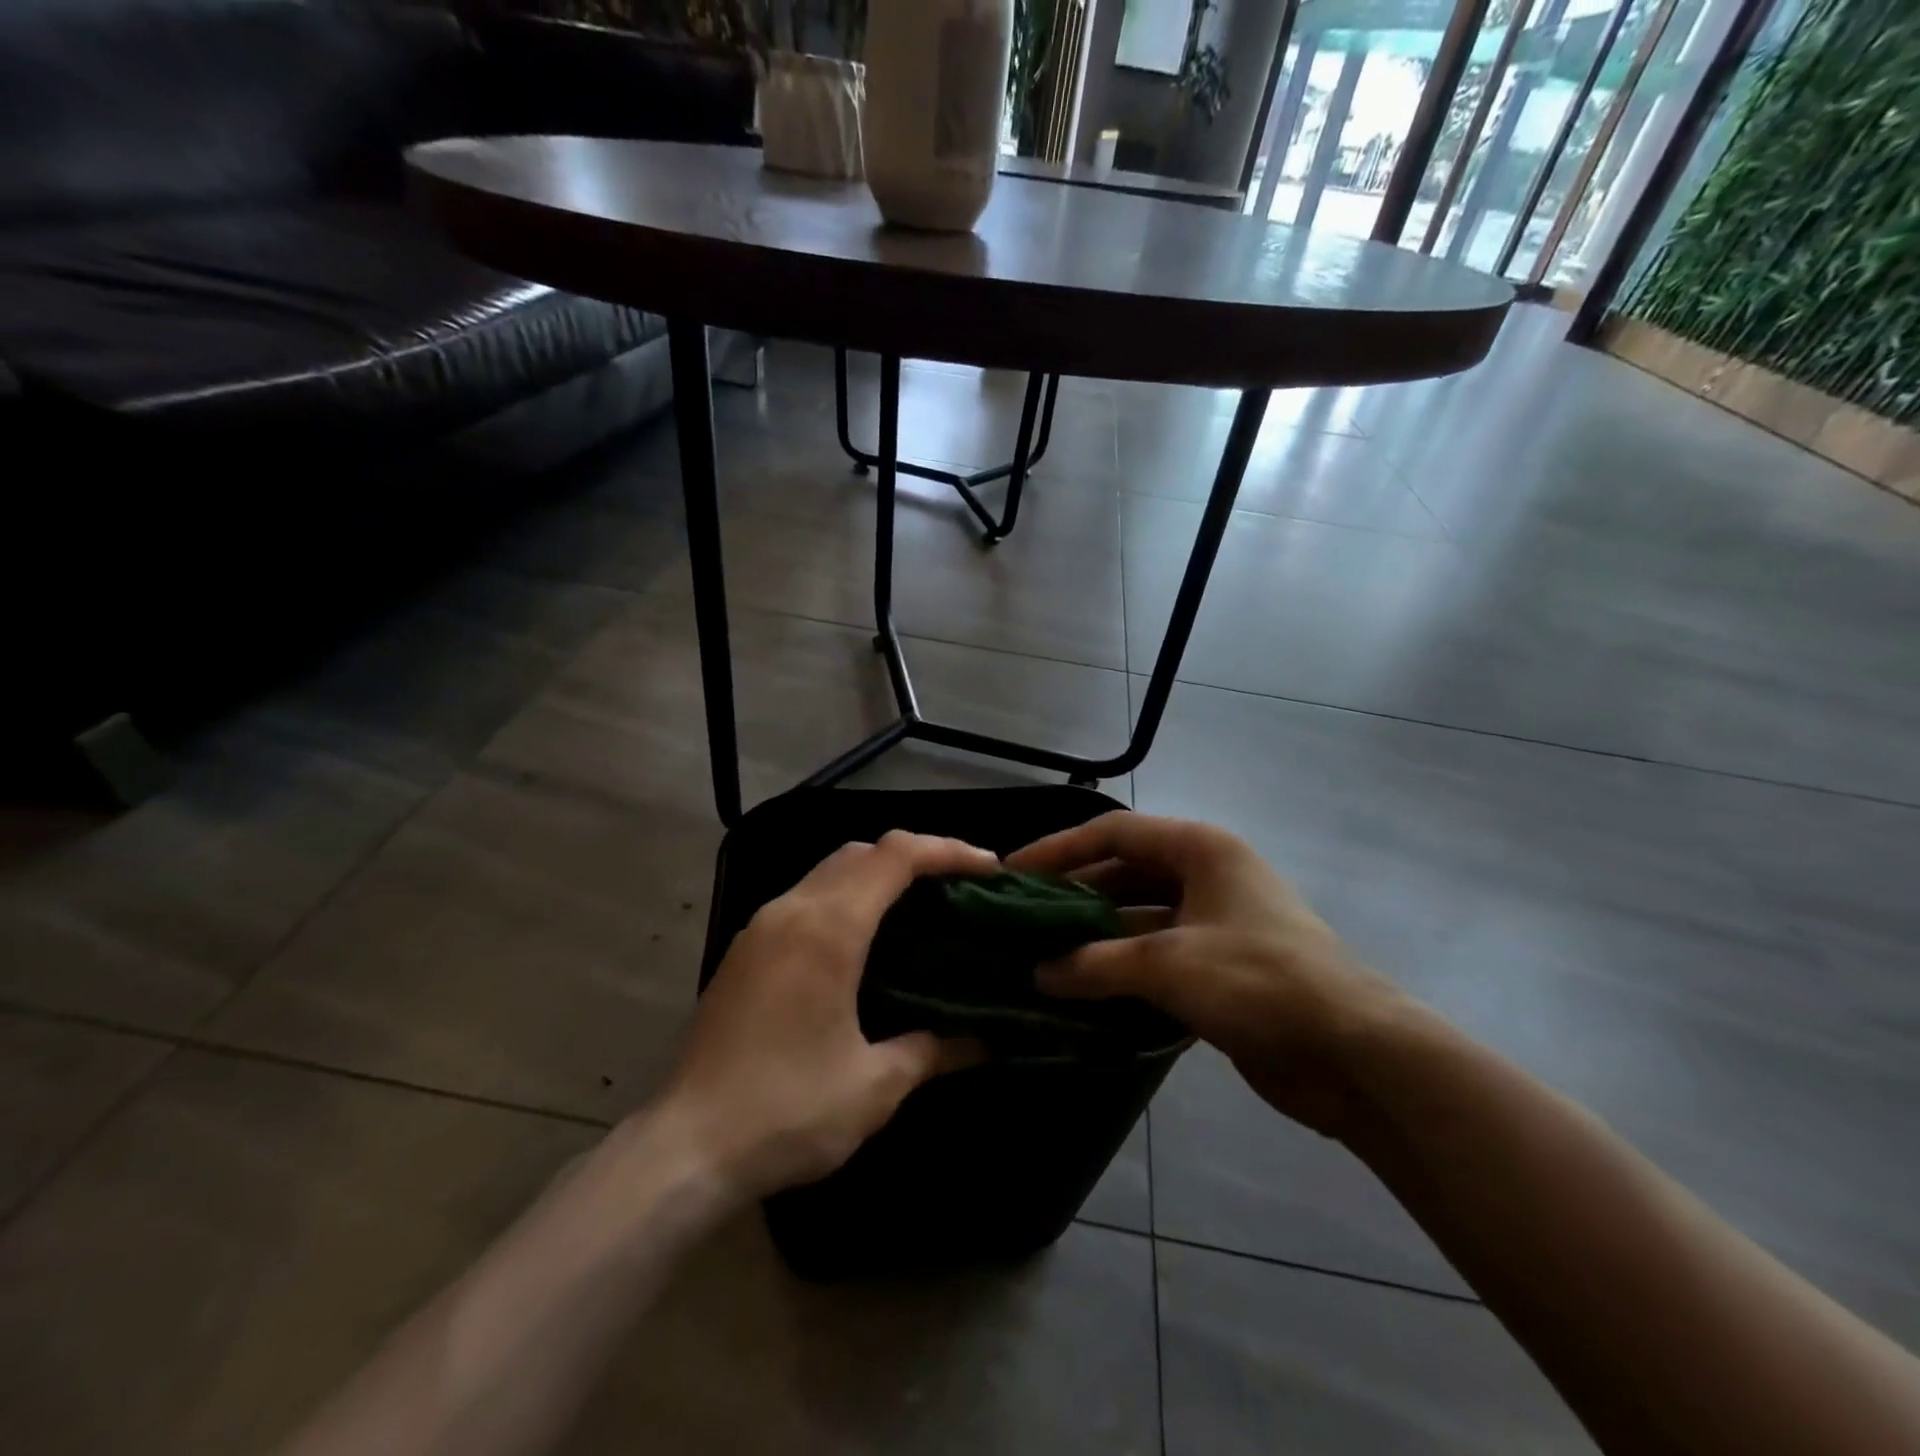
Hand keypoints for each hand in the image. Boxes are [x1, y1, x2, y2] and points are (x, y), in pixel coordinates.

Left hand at [659, 830, 998, 1201]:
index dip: (947, 850)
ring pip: (828, 870)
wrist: (685, 1149)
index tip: (988, 870)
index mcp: (828, 929)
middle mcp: (791, 910)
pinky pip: (805, 897)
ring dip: (876, 874)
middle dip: (915, 857)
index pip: (895, 856)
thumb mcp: (874, 1086)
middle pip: (861, 851)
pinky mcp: (744, 950)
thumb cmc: (787, 1112)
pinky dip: (845, 897)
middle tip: (958, 888)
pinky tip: (864, 940)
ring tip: (919, 908)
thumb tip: (982, 1042)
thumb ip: (933, 1050)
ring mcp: (761, 927)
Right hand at [1008, 812, 1412, 1141]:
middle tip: (1022, 919)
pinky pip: (1155, 955)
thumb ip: (1096, 963)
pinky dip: (1120, 968)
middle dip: (1074, 895)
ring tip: (1041, 954)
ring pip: (1138, 917)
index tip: (1013, 872)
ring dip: (1095, 935)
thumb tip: (1038, 972)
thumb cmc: (1259, 981)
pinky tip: (1082, 989)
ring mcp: (1214, 922)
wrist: (1354, 1054)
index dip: (1060, 849)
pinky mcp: (1218, 967)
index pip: (1113, 833)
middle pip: (1124, 873)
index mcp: (1199, 849)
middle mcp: (1206, 875)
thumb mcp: (1167, 965)